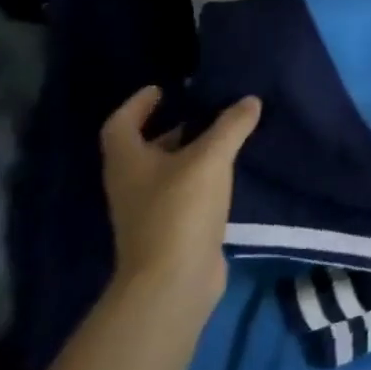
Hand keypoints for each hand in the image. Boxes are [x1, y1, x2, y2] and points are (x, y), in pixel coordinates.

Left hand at [100, 86, 260, 314]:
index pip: (120, 124)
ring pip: (167, 170)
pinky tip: (229, 173)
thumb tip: (249, 100)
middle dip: (172, 126)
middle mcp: (131, 184)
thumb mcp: (210, 159)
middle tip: (205, 109)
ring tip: (225, 136)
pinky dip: (202, 177)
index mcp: (128, 162)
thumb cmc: (180, 210)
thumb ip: (231, 126)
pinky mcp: (169, 229)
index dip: (138, 104)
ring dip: (190, 152)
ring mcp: (148, 210)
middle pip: (144, 147)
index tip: (162, 88)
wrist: (173, 280)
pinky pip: (184, 192)